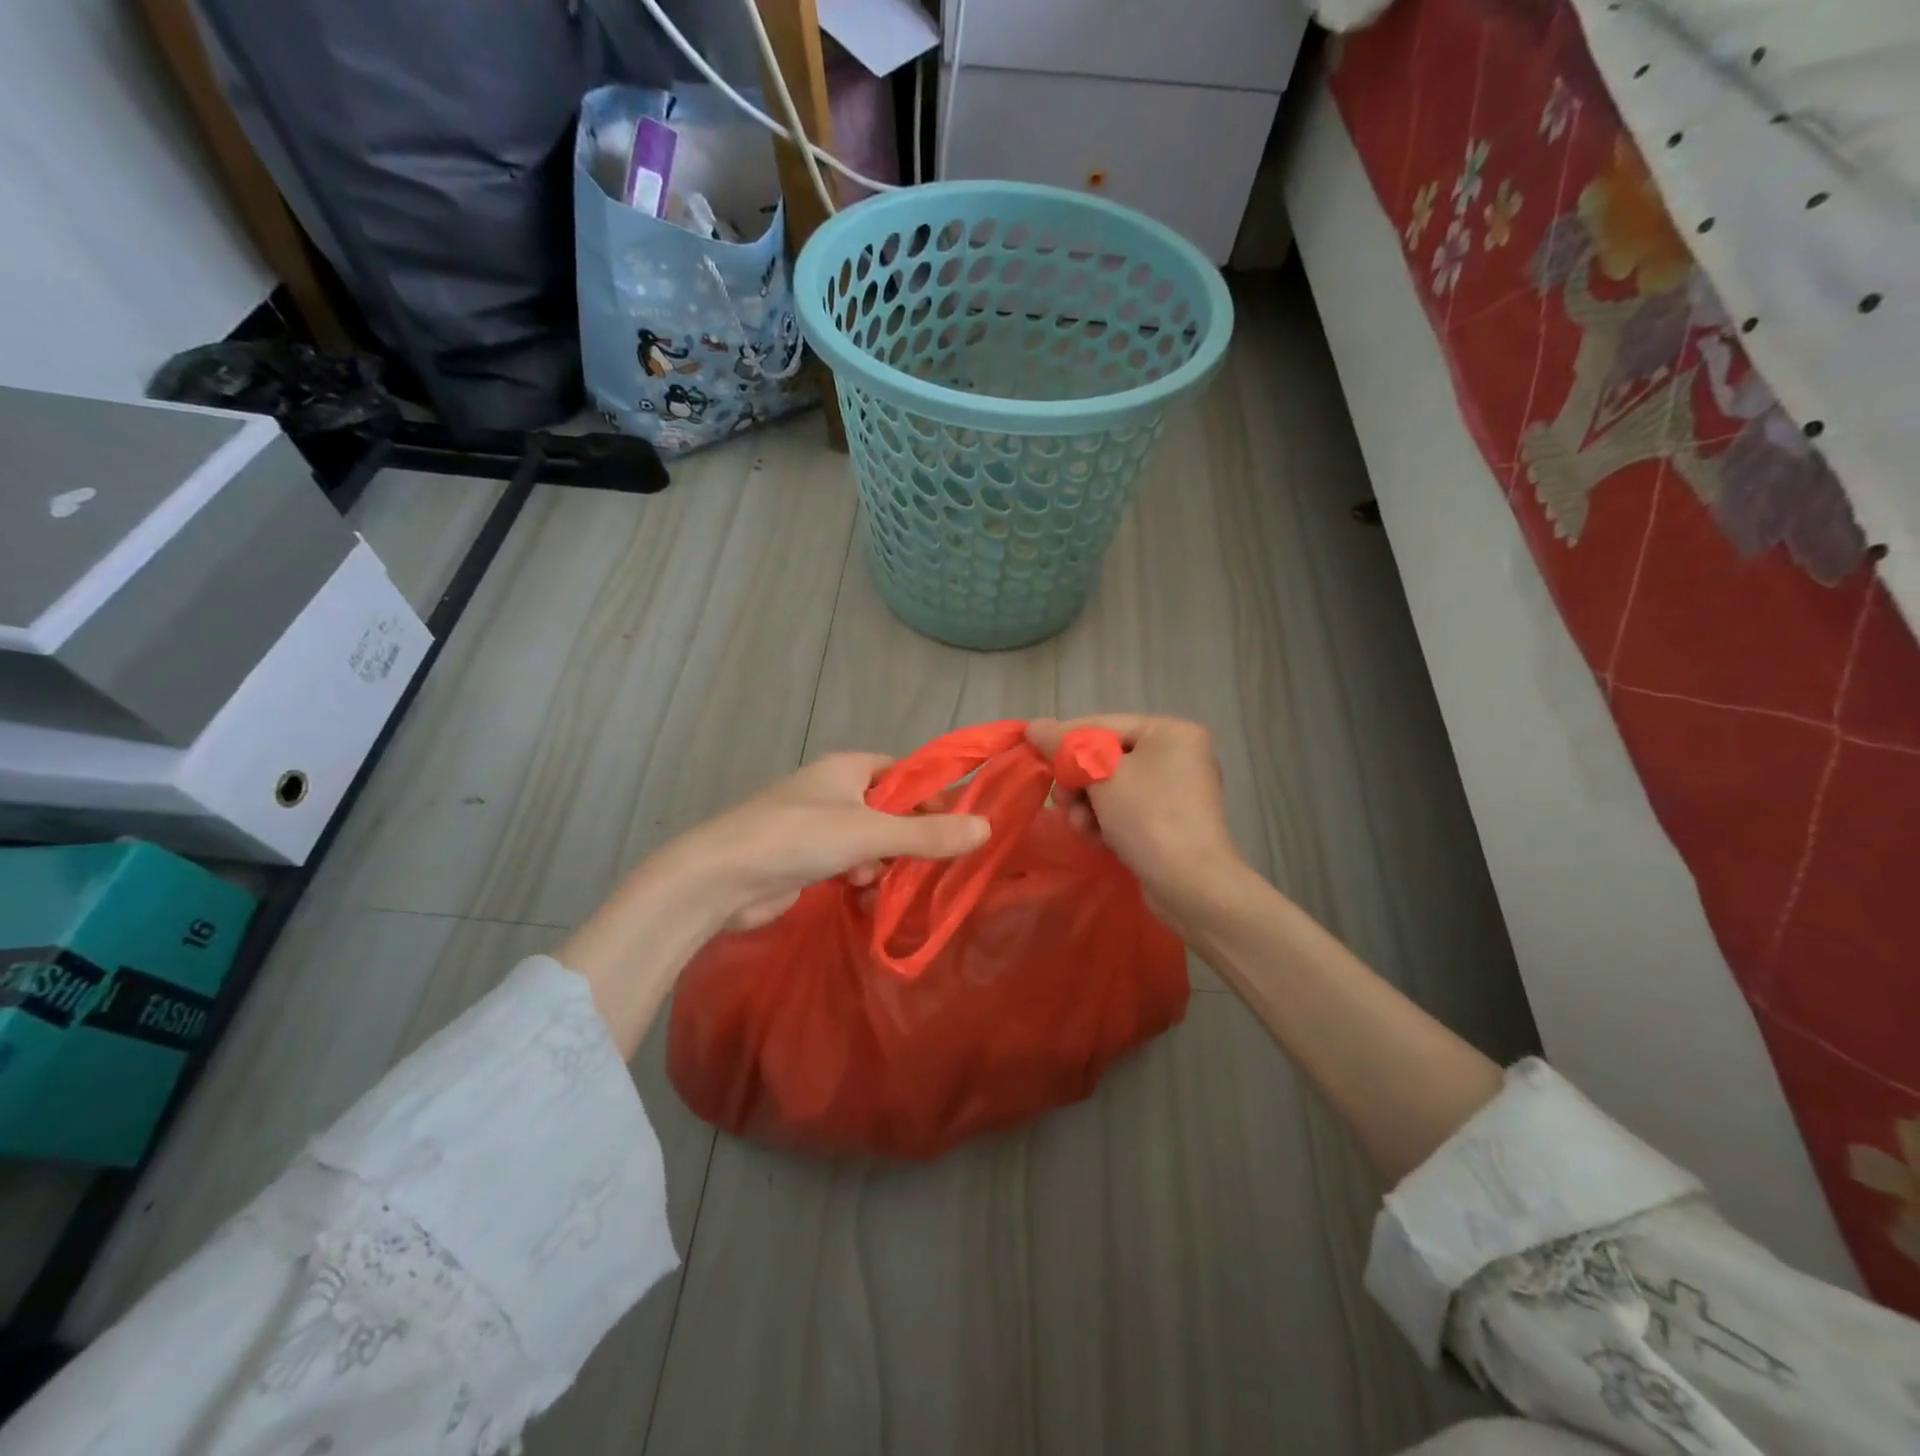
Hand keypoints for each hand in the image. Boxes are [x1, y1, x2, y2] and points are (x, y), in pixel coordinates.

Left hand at [661, 752, 990, 929]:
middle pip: (889, 808)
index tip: (957, 823)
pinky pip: (847, 862)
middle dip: (907, 835)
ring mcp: (816, 826)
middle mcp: (833, 791)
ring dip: (882, 860)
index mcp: (847, 768)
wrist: (720, 878)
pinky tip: (858, 891)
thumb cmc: (797, 838)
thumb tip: (986, 828)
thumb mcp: (869, 833)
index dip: (931, 794)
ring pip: (869, 840)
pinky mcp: (804, 859)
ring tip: (882, 878)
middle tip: (930, 861)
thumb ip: (927, 835)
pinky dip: (858, 875)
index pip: (903, 772)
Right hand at [1027, 714, 1244, 930]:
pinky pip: (1127, 810)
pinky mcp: (1169, 823)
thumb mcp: (1101, 774)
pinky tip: (1095, 838)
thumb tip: (1034, 726)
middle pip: (1107, 757)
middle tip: (1061, 801)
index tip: (1031, 753)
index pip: (1103, 725)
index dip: (1064, 739)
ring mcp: (1176, 791)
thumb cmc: (1148, 816)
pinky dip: (1106, 820)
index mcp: (1171, 731)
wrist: (1191, 885)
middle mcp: (1178, 755)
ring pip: (1113, 787)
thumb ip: (1064, 746)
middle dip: (1078, 781)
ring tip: (1079, 825)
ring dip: (1087, 805)